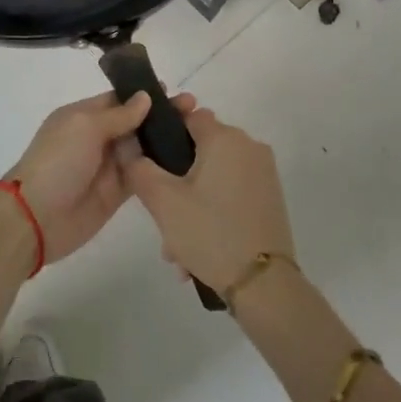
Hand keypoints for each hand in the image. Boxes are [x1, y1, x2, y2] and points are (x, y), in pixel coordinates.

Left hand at [7, 90, 194, 265]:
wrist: (37, 217)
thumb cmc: (57, 162)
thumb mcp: (85, 127)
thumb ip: (118, 115)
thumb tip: (145, 97)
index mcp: (82, 116)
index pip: (118, 99)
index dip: (144, 95)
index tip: (174, 92)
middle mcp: (96, 138)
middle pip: (134, 123)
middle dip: (161, 116)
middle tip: (196, 110)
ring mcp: (107, 166)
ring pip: (142, 148)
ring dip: (165, 140)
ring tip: (198, 132)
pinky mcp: (117, 193)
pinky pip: (143, 175)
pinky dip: (161, 167)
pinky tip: (187, 160)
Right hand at [126, 108, 294, 293]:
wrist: (265, 285)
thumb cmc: (210, 232)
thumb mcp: (163, 201)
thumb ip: (139, 169)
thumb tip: (130, 150)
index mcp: (225, 138)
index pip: (188, 116)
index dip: (164, 133)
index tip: (149, 163)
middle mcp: (249, 147)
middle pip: (200, 151)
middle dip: (175, 183)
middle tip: (160, 218)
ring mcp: (263, 174)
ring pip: (213, 178)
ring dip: (190, 206)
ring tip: (176, 249)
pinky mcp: (270, 198)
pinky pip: (230, 195)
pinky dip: (212, 213)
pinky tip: (197, 252)